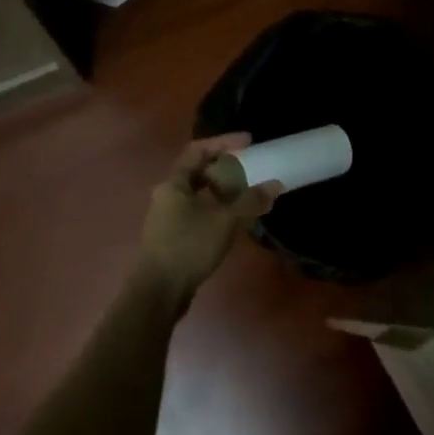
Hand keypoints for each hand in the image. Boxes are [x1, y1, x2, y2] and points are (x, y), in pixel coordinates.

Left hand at [133, 134, 279, 314]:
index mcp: (174, 184)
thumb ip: (251, 201)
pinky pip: (198, 212)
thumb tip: (275, 184)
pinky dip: (217, 209)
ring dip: (223, 190)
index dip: (224, 143)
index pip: (198, 150)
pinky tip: (234, 219)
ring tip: (248, 193)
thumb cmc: (188, 247)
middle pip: (198, 172)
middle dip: (225, 168)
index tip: (249, 142)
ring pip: (198, 194)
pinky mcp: (173, 237)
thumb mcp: (225, 221)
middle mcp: (167, 195)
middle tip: (250, 168)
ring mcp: (168, 217)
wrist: (158, 292)